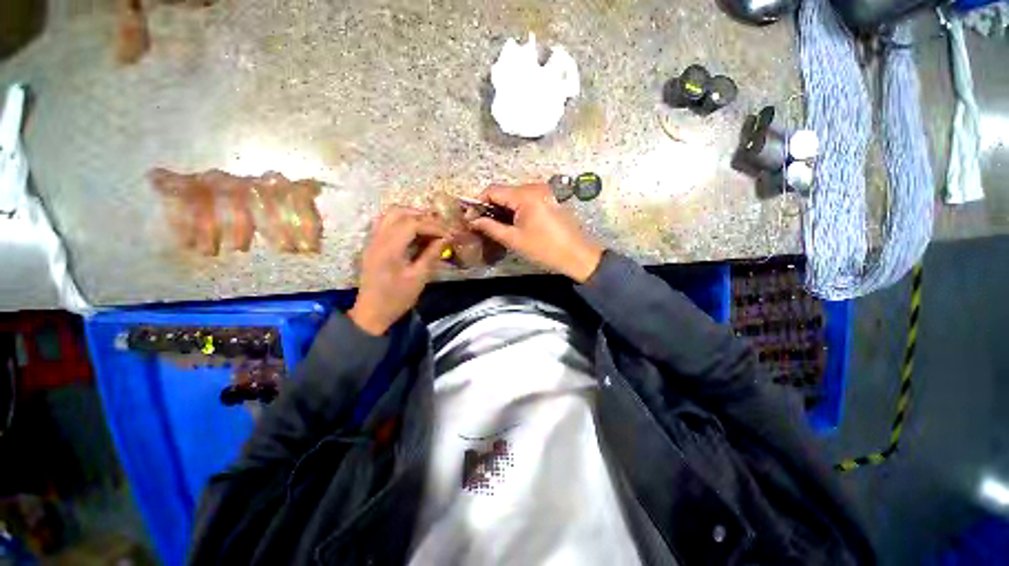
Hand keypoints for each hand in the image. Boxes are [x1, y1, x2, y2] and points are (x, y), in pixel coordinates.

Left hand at [348, 207, 450, 335]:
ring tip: (429, 227)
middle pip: (399, 213)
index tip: (447, 235)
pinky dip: (402, 223)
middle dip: (421, 216)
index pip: (412, 224)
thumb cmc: (397, 298)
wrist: (372, 313)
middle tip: (439, 227)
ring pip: (390, 216)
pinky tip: (414, 234)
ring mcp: (372, 241)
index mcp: (389, 248)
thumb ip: (431, 254)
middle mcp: (378, 239)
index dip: (432, 226)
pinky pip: (386, 224)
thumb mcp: (419, 278)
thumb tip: (445, 239)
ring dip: (411, 217)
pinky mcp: (373, 246)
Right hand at [469, 184, 602, 282]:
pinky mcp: (549, 199)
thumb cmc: (544, 249)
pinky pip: (526, 199)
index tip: (472, 218)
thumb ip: (490, 227)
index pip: (492, 190)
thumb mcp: (514, 240)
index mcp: (525, 195)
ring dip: (504, 209)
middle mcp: (534, 187)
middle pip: (504, 192)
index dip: (479, 202)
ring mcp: (544, 192)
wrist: (577, 255)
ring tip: (498, 227)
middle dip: (491, 207)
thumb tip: (473, 220)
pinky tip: (515, 224)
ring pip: (515, 196)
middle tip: (484, 225)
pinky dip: (517, 209)